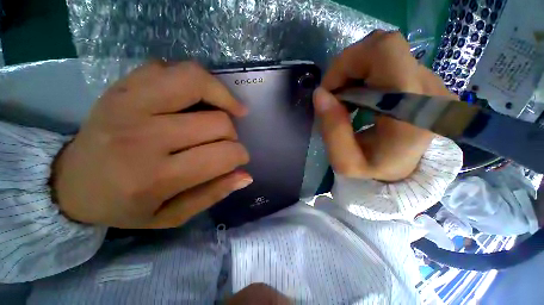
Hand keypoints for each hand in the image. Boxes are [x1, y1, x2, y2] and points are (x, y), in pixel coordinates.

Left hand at [53, 61, 252, 228]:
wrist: (72, 182)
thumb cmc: (124, 206)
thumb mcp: (171, 215)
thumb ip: (213, 194)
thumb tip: (246, 176)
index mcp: (155, 176)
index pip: (222, 155)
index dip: (240, 155)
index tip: (240, 159)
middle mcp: (143, 135)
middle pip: (217, 122)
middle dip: (233, 135)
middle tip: (227, 142)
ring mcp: (129, 102)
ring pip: (196, 82)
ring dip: (223, 96)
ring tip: (230, 109)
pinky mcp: (123, 86)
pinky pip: (172, 68)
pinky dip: (197, 80)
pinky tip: (200, 97)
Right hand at [314, 30, 456, 180]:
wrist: (406, 174)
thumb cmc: (375, 172)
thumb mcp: (346, 162)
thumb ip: (332, 130)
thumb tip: (320, 93)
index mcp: (413, 111)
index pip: (385, 51)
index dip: (348, 62)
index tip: (330, 90)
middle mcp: (429, 89)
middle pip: (383, 46)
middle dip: (348, 67)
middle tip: (336, 95)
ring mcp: (431, 82)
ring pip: (385, 52)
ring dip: (356, 71)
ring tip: (348, 98)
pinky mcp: (425, 82)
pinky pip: (390, 62)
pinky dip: (367, 73)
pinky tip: (361, 96)